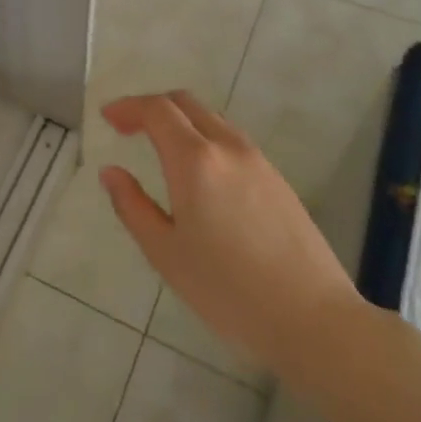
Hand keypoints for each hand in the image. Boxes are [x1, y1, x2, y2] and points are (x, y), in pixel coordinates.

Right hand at [99, 91, 363, 386]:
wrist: (313, 318)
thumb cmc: (227, 289)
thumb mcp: (165, 252)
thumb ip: (132, 206)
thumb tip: (110, 173)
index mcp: (195, 160)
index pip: (157, 110)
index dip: (128, 107)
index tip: (107, 119)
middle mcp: (228, 148)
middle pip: (186, 103)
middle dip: (152, 107)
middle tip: (128, 129)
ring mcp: (258, 161)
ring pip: (212, 119)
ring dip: (181, 121)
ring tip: (160, 149)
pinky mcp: (278, 180)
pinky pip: (233, 141)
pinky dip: (205, 138)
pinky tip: (200, 174)